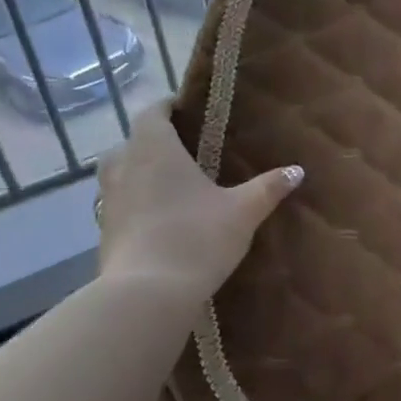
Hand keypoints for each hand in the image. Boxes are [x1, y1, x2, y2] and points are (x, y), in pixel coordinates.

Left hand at [95, 101, 302, 296]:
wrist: (147, 294)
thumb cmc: (197, 237)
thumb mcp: (243, 212)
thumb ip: (268, 187)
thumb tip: (297, 170)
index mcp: (154, 149)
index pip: (152, 112)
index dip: (167, 107)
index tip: (186, 110)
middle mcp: (124, 166)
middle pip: (132, 142)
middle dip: (154, 142)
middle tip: (185, 152)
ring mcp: (108, 201)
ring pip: (121, 173)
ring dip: (141, 173)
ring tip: (172, 185)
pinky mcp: (104, 232)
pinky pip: (119, 204)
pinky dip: (136, 204)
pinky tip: (160, 220)